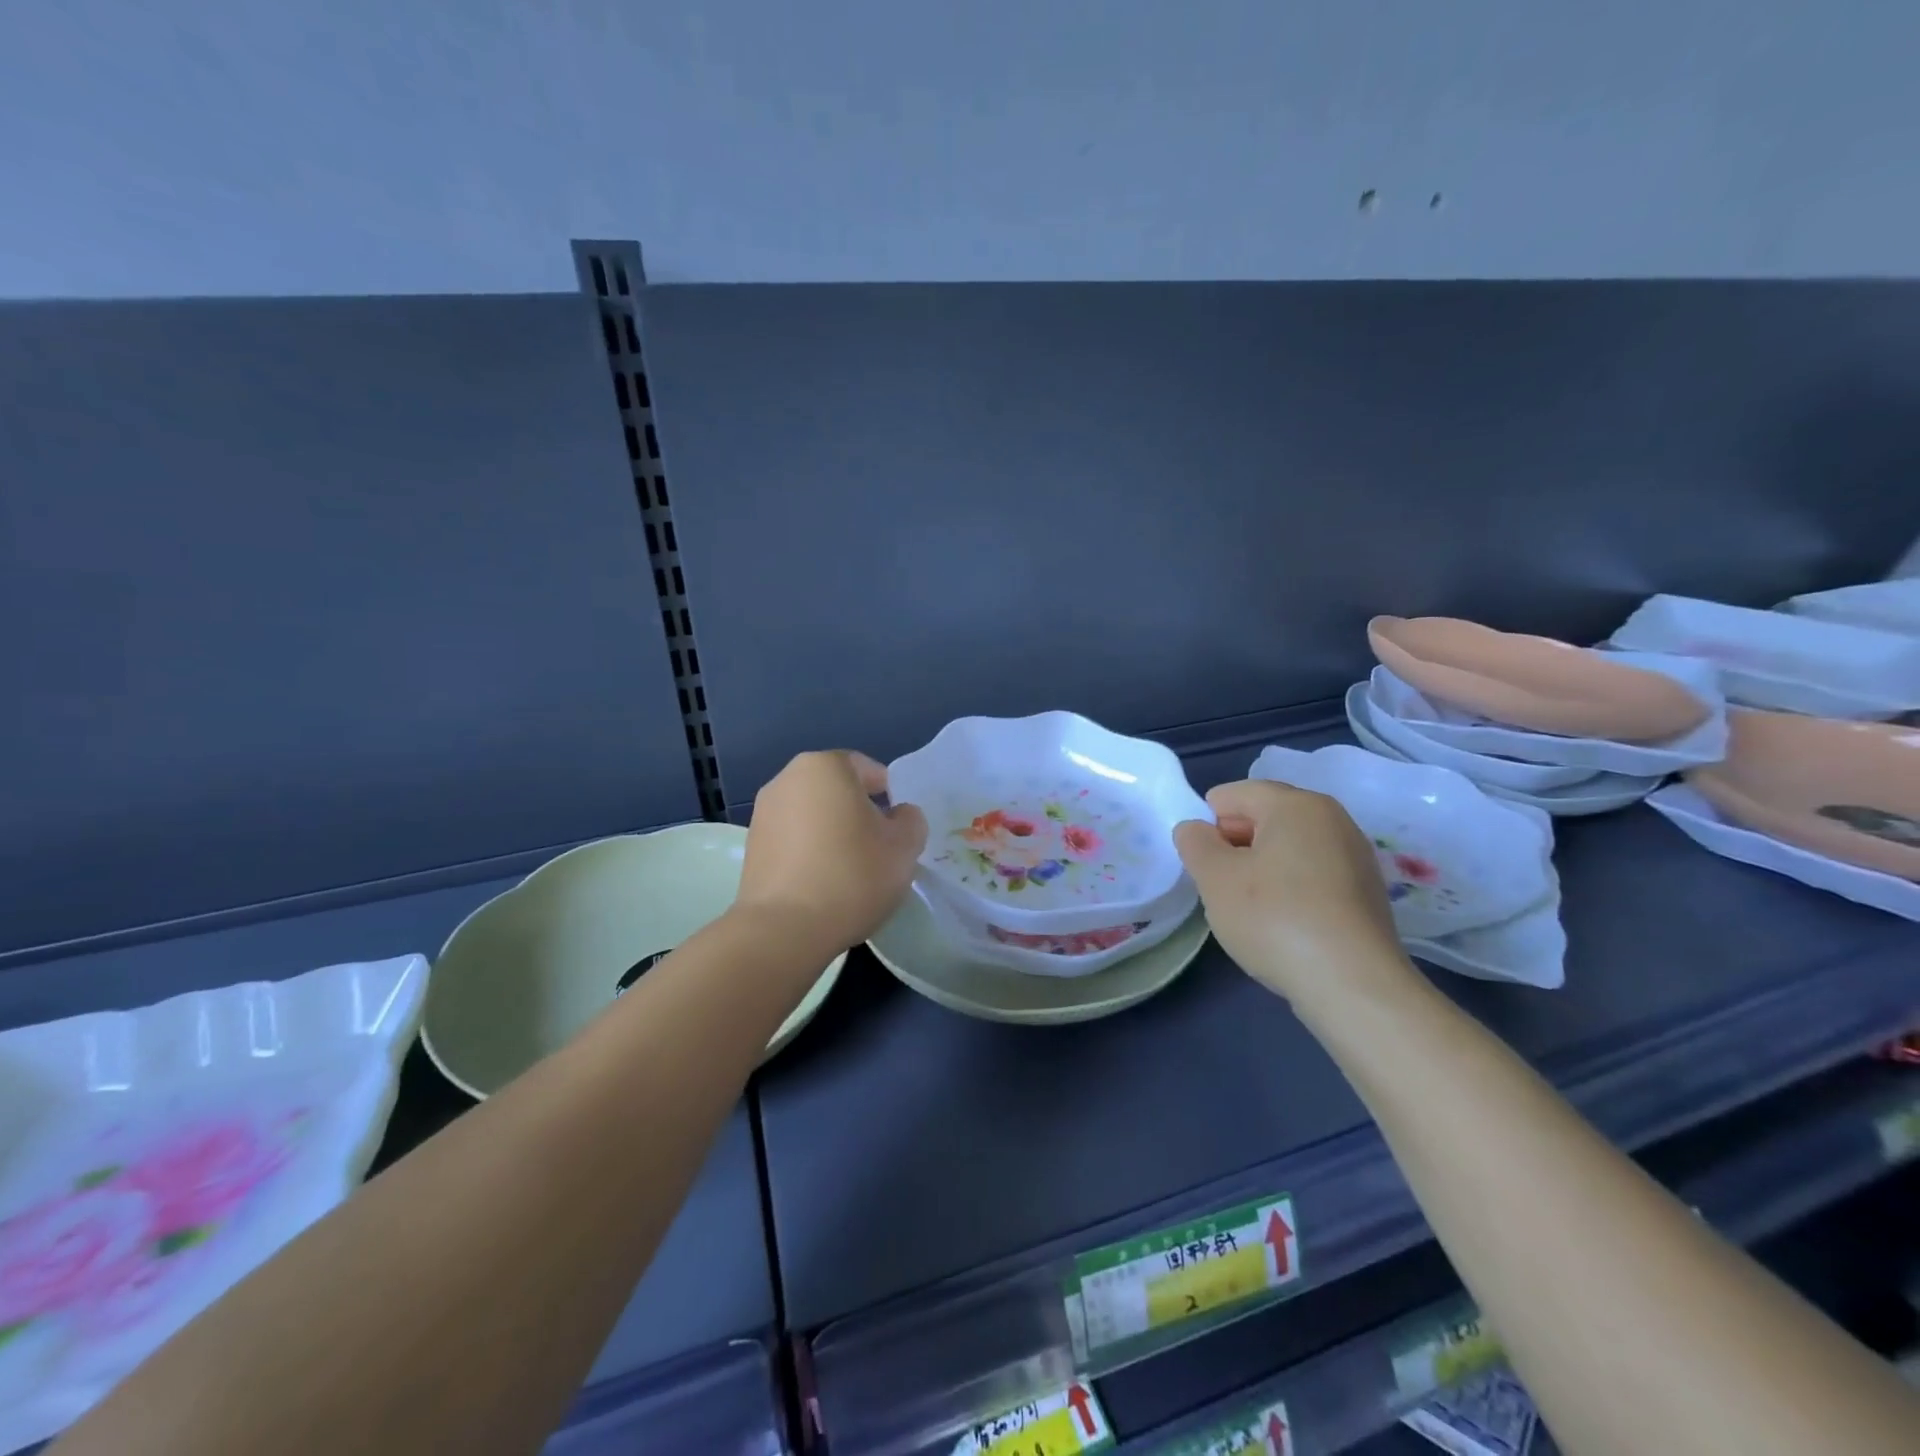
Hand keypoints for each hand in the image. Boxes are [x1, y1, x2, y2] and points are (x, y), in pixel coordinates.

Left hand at [735, 751, 928, 954]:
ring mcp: (763, 813)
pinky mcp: (751, 848)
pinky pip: (793, 840)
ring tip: (851, 871)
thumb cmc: (852, 875)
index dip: (890, 796)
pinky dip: (810, 853)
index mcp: (825, 766)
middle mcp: (787, 779)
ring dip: (833, 833)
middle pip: (837, 790)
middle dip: (859, 813)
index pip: (868, 769)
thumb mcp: (904, 847)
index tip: (899, 828)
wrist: (784, 929)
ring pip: (813, 815)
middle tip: (880, 848)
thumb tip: (898, 816)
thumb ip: (910, 820)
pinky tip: (824, 884)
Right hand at [1174, 779, 1414, 1008]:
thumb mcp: (1214, 877)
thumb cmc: (1275, 918)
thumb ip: (1194, 842)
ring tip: (1252, 912)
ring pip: (1288, 849)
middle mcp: (1333, 819)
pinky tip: (1284, 926)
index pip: (1232, 795)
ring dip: (1261, 870)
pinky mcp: (1367, 893)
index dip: (1208, 826)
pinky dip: (1291, 891)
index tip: (1205, 866)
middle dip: (1235, 846)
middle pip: (1264, 818)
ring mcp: (1355, 856)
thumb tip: (1196, 829)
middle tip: (1222, 888)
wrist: (1353, 986)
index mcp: (1296, 804)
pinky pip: (1312, 876)